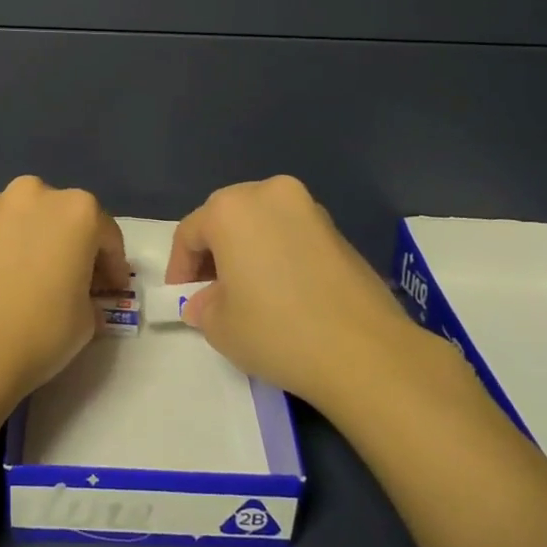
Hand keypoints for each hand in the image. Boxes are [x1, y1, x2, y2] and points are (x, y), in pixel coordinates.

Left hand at [0, 175, 130, 409]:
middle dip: (72, 245)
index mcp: (76, 210)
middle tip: (74, 281)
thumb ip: (88, 297)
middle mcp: (34, 195)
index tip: (113, 291)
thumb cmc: (39, 330)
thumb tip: (78, 296)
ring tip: (31, 280)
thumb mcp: (86, 321)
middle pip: (63, 218)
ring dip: (34, 243)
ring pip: (25, 221)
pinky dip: (3, 252)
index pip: (106, 235)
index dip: (114, 266)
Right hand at [166, 176, 420, 405]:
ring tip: (249, 291)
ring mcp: (309, 208)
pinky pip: (292, 233)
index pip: (190, 232)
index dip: (180, 268)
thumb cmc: (278, 331)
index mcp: (231, 209)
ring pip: (262, 222)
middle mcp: (269, 194)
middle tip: (212, 291)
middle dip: (214, 252)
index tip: (182, 298)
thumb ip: (203, 307)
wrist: (366, 352)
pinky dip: (279, 253)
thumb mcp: (221, 327)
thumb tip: (205, 302)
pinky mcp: (338, 229)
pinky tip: (284, 291)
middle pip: (226, 217)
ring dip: (248, 249)